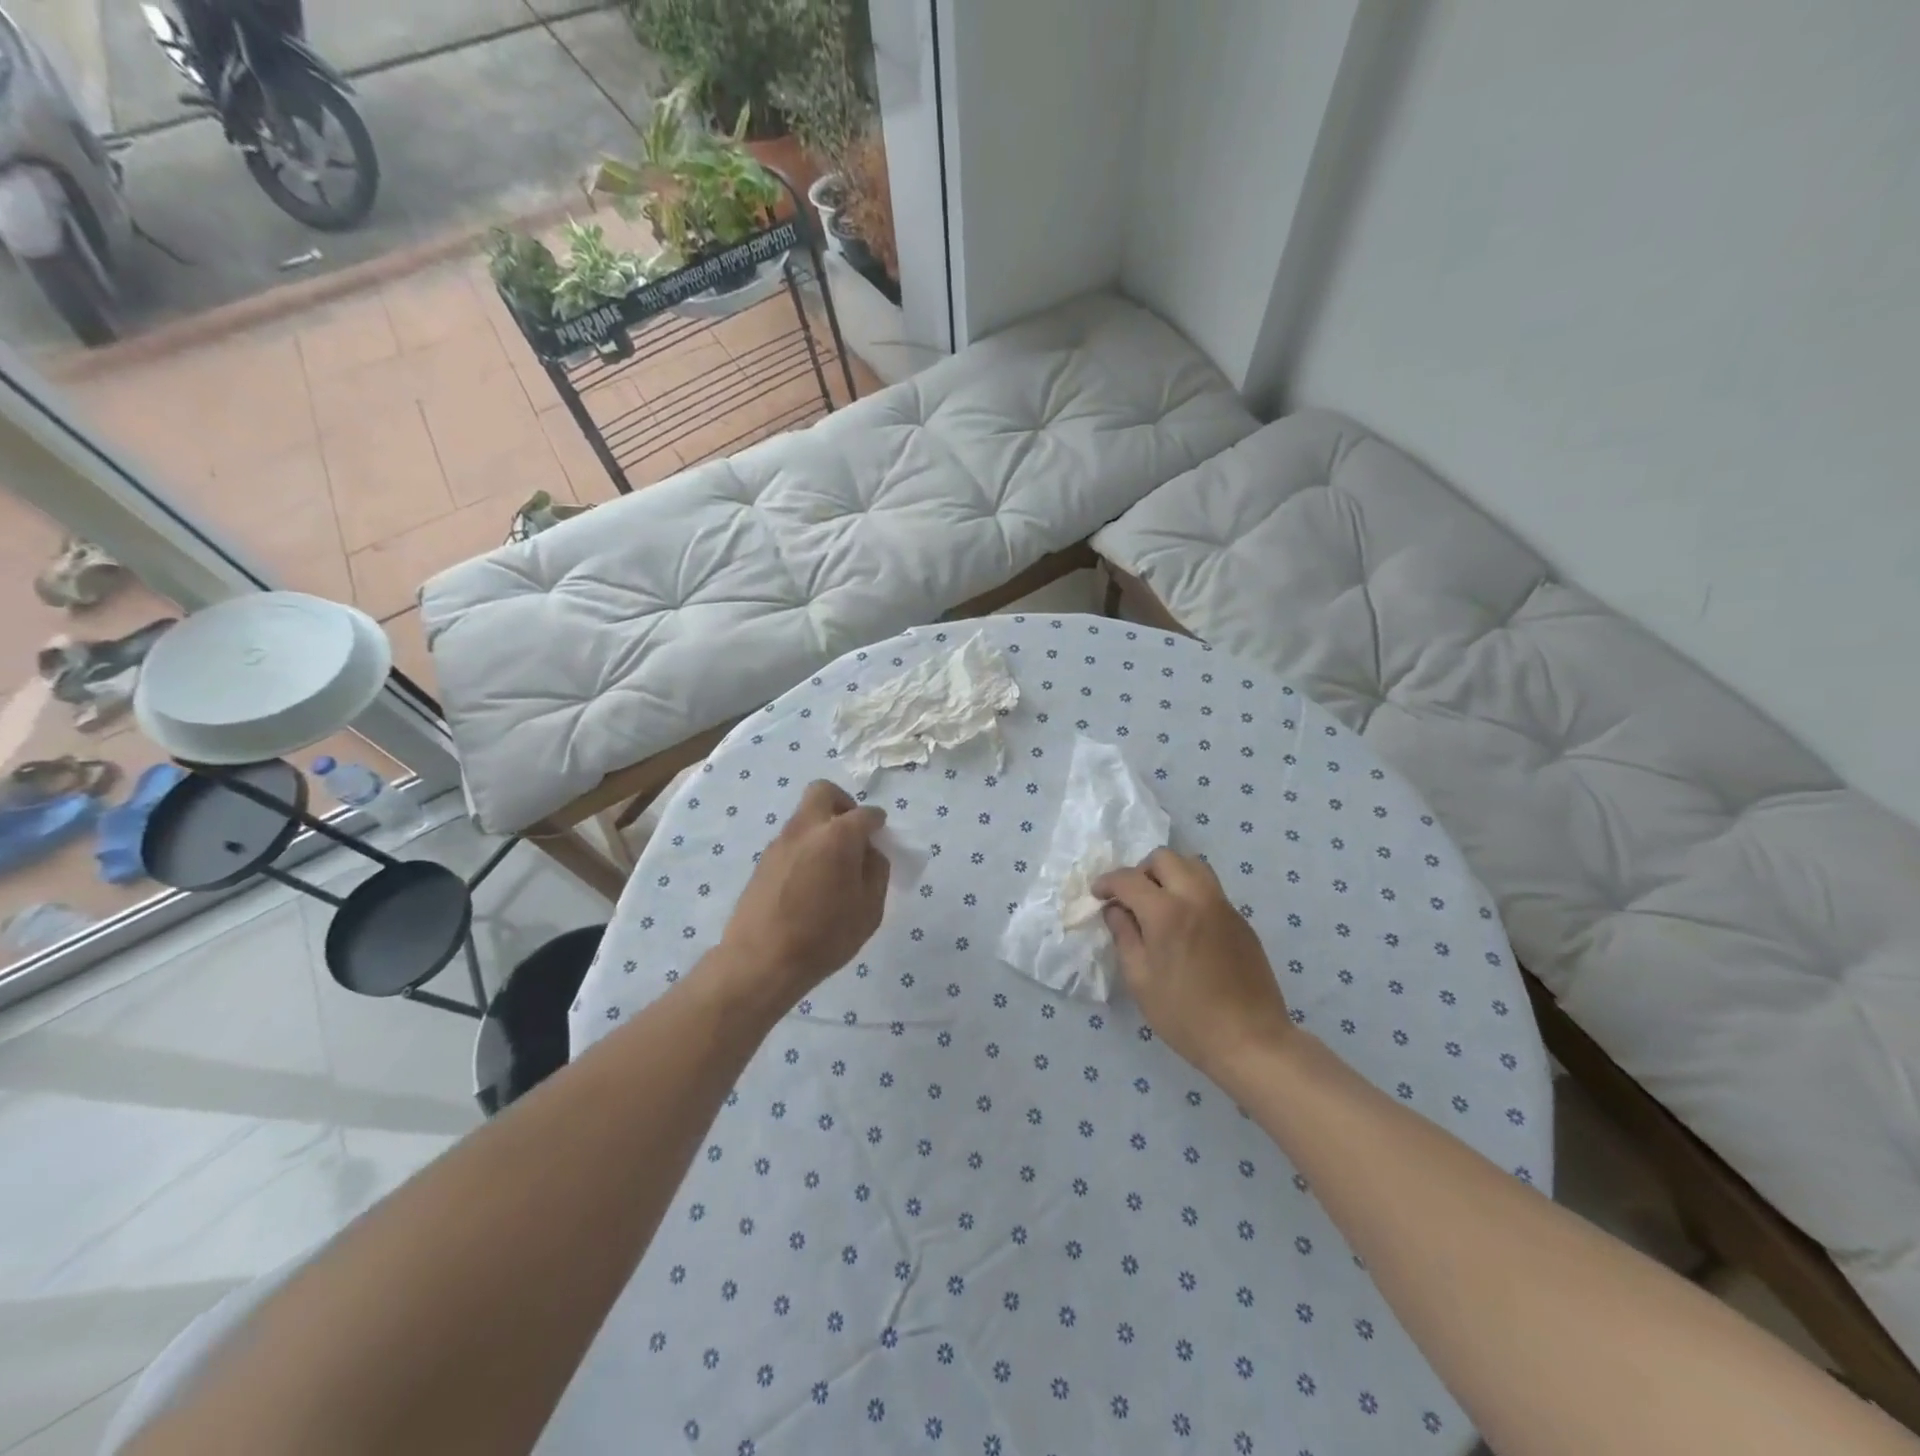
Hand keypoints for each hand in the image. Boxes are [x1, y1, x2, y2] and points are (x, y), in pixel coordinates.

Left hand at [716, 781, 888, 1007]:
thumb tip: (869, 852)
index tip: (881, 836)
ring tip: (833, 864)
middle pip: (823, 792)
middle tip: (853, 833)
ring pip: (805, 815)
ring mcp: (780, 842)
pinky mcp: (763, 860)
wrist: (761, 961)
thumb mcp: (869, 910)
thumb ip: (876, 872)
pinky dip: (806, 846)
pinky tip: (811, 880)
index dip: (877, 823)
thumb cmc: (824, 937)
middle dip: (843, 804)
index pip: (865, 814)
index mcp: (838, 836)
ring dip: (822, 827)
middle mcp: (806, 828)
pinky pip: (792, 839)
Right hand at [1094, 848, 1291, 1085]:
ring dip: (1170, 875)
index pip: (1129, 879)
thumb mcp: (1140, 980)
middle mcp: (1197, 897)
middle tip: (1132, 899)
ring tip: (1159, 905)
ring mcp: (1223, 906)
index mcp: (1167, 912)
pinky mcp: (1241, 921)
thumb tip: (1115, 910)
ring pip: (1193, 866)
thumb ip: (1124, 936)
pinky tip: (1186, 927)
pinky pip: (1210, 890)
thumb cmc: (1186, 1016)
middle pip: (1164, 858)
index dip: (1107, 883)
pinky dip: (1190, 893)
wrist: (1250, 1040)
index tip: (1098, 895)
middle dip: (1141, 871)